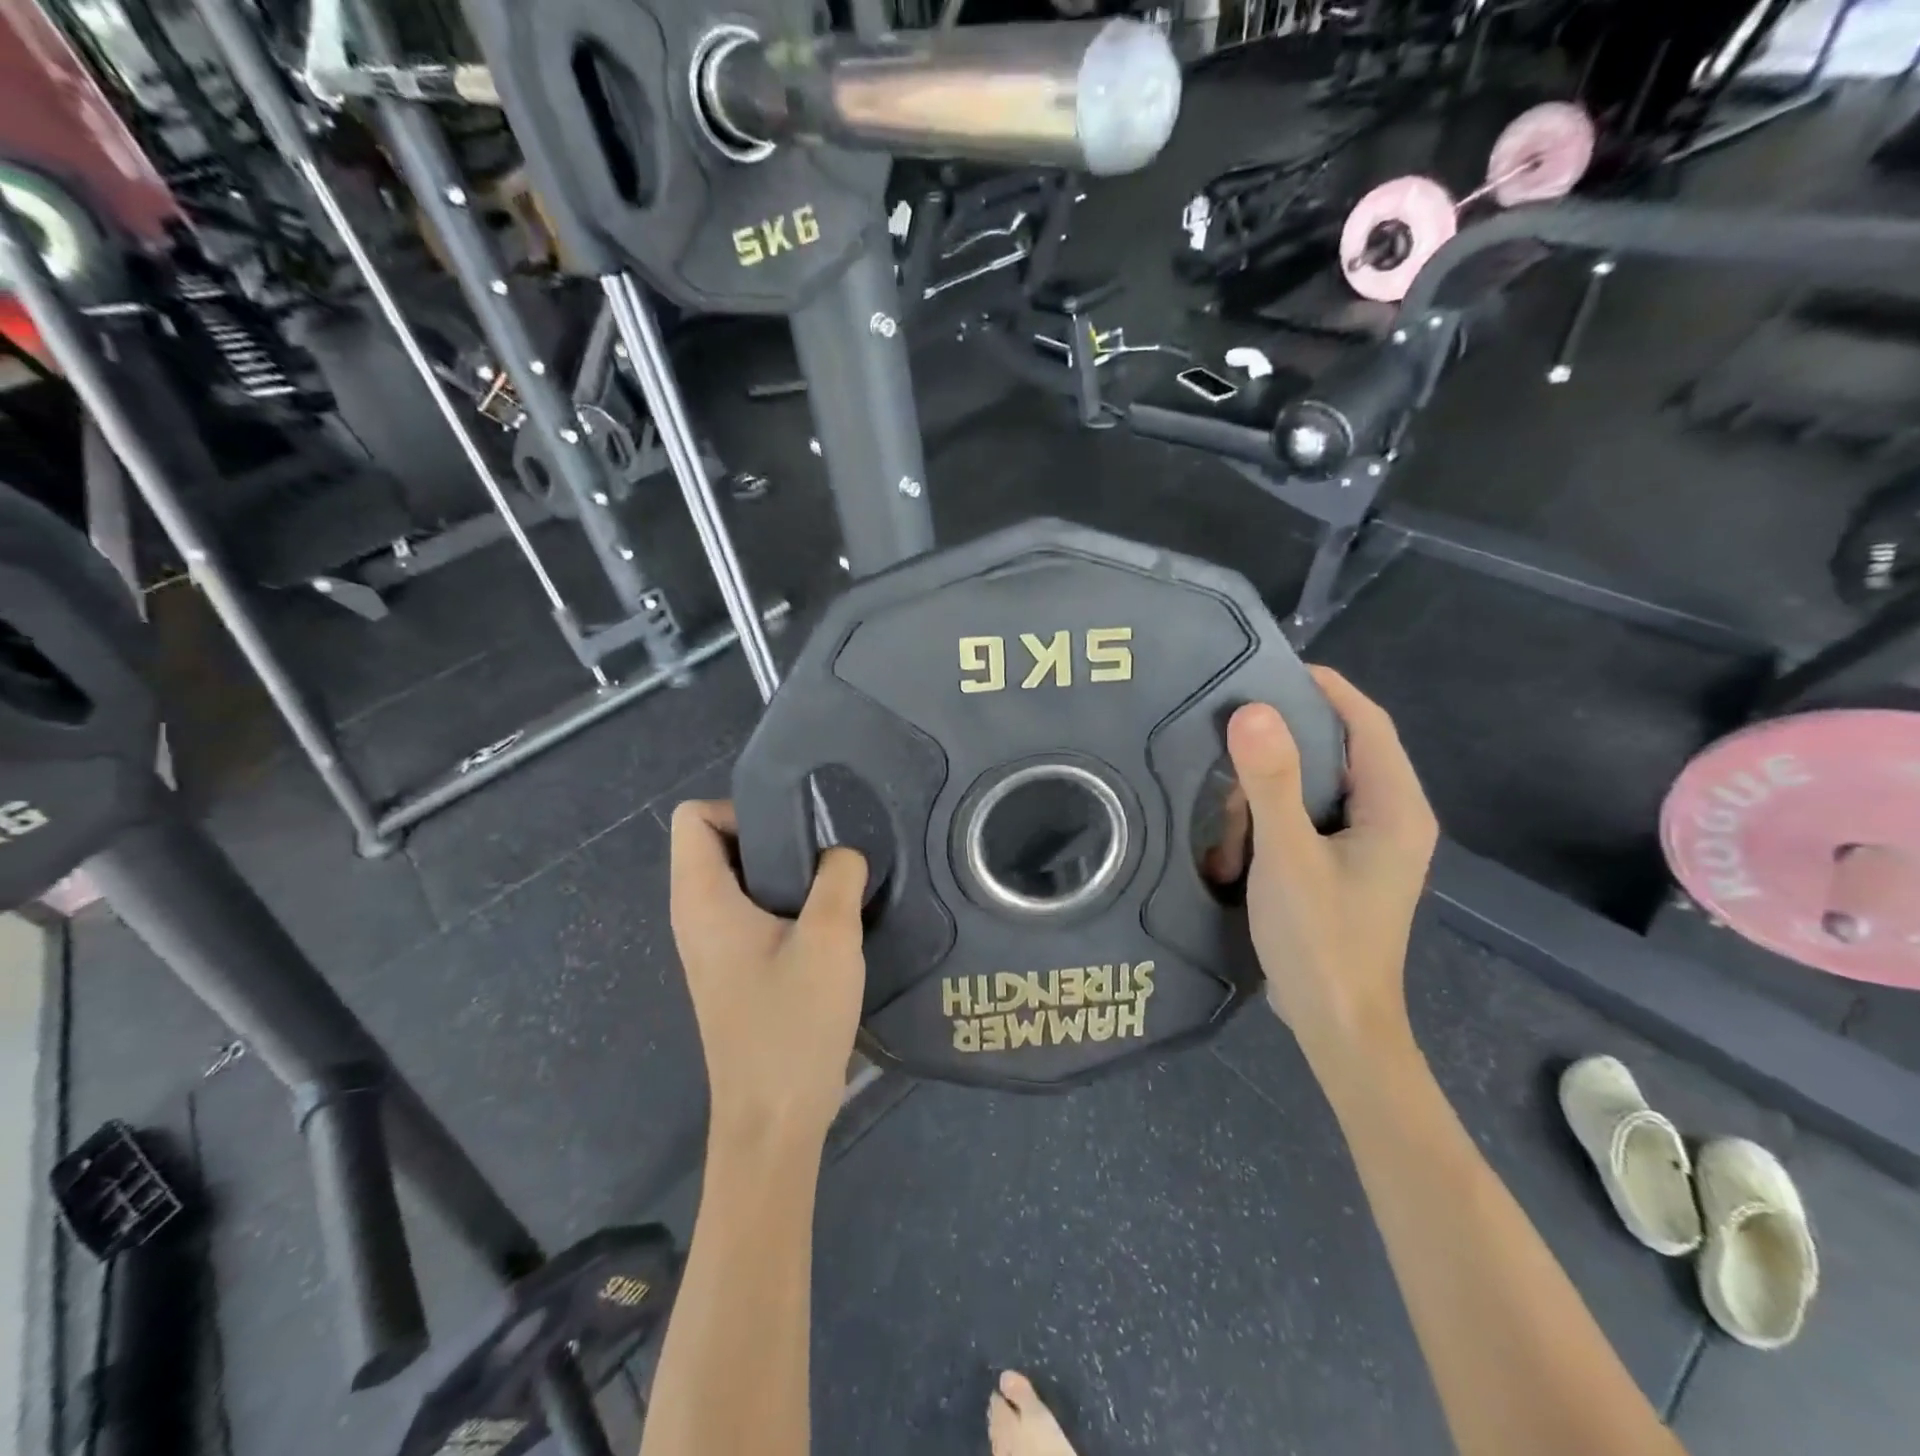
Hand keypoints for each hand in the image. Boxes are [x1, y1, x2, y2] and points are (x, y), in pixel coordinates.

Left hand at [669, 801, 868, 1149]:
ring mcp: (713, 945)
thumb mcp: (830, 938)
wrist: (775, 1119)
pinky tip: (828, 921)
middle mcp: (696, 916)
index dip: (739, 808)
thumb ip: (839, 876)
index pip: (692, 817)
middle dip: (771, 834)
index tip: (794, 829)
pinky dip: (785, 901)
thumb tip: (841, 851)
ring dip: (784, 871)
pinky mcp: (734, 968)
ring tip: (833, 881)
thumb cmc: (794, 1024)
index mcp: (702, 900)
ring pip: (739, 878)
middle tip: (825, 851)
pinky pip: (751, 910)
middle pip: (717, 842)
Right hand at [1219, 668, 1438, 1076]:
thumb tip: (1251, 709)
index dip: (1325, 688)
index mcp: (1395, 808)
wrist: (1337, 1026)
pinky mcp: (1343, 865)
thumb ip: (1271, 783)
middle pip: (1341, 750)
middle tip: (1231, 731)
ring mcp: (1368, 845)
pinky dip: (1272, 815)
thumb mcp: (1288, 858)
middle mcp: (1391, 818)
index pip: (1367, 723)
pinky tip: (1237, 830)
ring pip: (1318, 785)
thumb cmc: (1320, 941)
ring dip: (1271, 787)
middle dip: (1285, 741)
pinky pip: (1307, 816)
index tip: (1269, 667)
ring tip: (1227, 797)